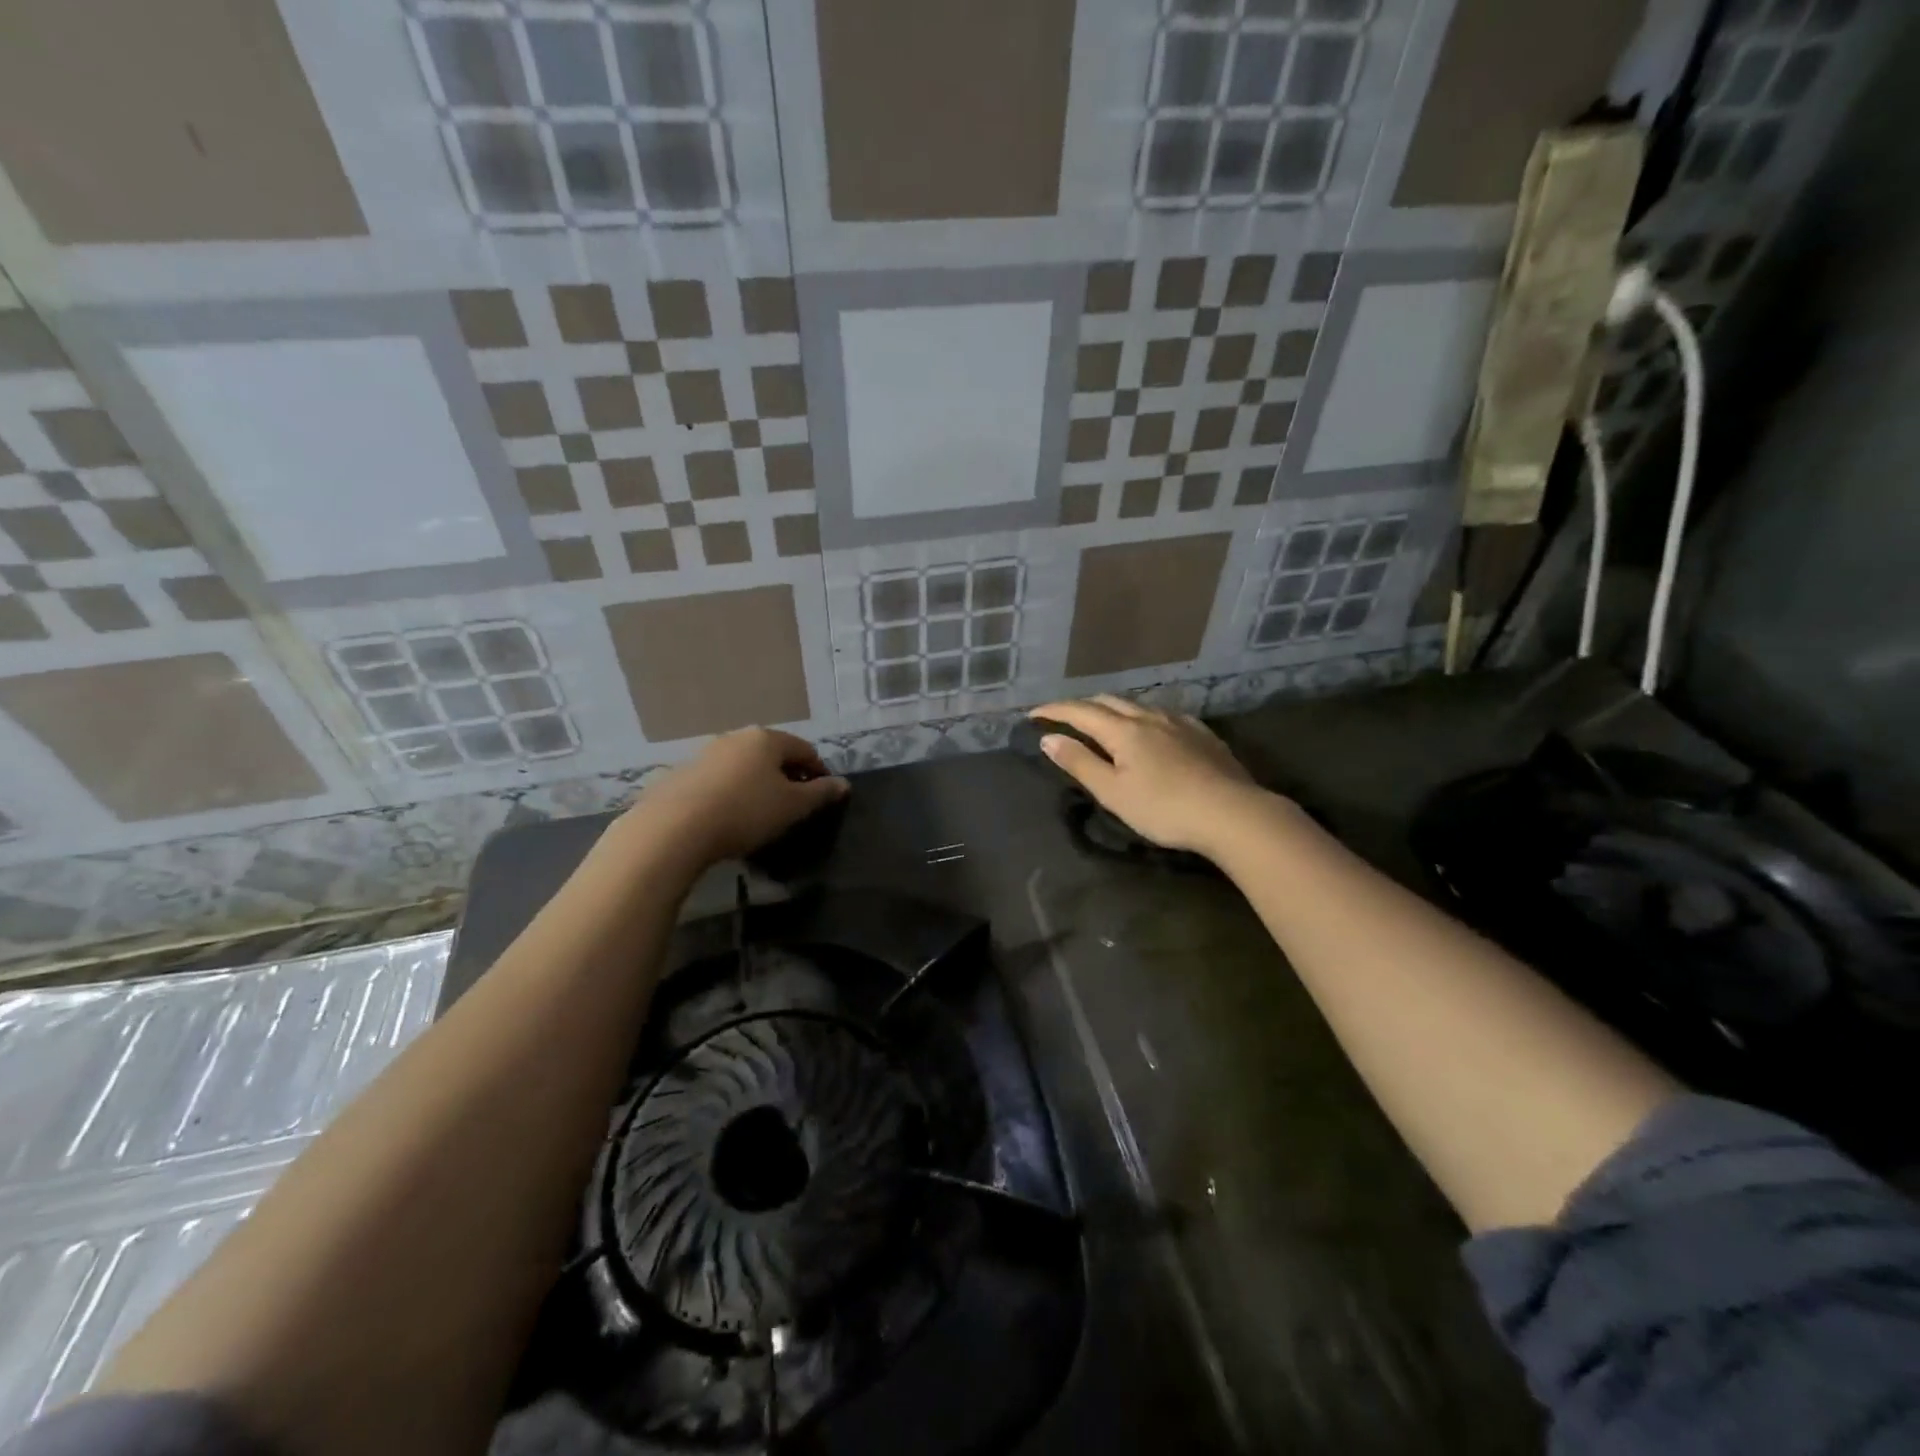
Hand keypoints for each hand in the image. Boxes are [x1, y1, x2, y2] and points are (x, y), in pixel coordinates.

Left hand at [625, 728, 848, 866]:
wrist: (675, 828)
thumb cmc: (746, 811)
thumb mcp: (793, 806)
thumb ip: (821, 793)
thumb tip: (843, 784)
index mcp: (767, 739)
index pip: (805, 750)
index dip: (819, 772)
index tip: (823, 796)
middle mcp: (736, 738)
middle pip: (772, 754)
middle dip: (786, 776)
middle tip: (794, 806)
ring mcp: (706, 754)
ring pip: (743, 766)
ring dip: (757, 784)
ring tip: (761, 813)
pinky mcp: (682, 774)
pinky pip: (719, 781)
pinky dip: (731, 793)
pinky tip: (728, 817)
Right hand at [1029, 696, 1265, 856]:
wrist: (1231, 813)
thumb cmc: (1164, 808)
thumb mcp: (1113, 792)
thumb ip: (1080, 763)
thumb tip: (1049, 738)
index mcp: (1123, 730)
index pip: (1079, 712)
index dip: (1054, 710)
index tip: (1033, 714)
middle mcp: (1149, 716)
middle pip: (1108, 701)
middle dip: (1082, 706)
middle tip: (1064, 717)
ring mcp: (1179, 722)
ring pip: (1138, 704)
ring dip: (1112, 708)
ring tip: (1102, 720)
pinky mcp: (1202, 733)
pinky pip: (1163, 713)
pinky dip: (1143, 715)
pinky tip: (1150, 727)